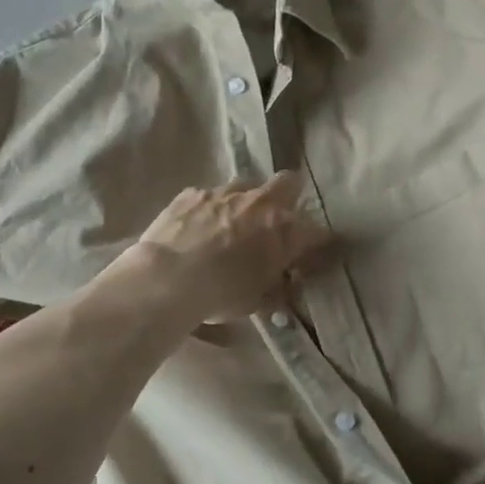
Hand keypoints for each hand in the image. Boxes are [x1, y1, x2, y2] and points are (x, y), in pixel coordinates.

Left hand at [120, 172, 330, 323]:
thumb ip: (274, 285)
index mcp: (284, 230)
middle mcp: (260, 203)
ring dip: (246, 201)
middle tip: (276, 221)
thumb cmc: (220, 295)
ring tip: (233, 223)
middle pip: (289, 183)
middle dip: (288, 198)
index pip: (318, 232)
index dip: (318, 243)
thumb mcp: (256, 300)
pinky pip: (209, 195)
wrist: (166, 279)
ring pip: (247, 184)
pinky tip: (197, 226)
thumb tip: (281, 284)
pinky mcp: (193, 193)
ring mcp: (225, 193)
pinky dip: (210, 208)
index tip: (311, 254)